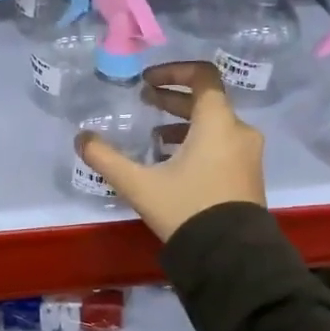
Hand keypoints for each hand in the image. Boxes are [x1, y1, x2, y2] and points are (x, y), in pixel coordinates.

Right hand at [74, 61, 265, 241]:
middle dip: (172, 99)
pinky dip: (198, 143)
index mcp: (217, 123)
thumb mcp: (140, 185)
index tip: (147, 81)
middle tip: (144, 101)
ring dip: (183, 123)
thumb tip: (81, 138)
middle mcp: (239, 131)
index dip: (173, 71)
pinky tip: (172, 163)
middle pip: (206, 101)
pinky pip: (222, 145)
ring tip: (154, 137)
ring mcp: (247, 155)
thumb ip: (107, 158)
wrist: (232, 258)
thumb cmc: (187, 209)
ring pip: (214, 125)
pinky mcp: (248, 176)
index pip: (203, 76)